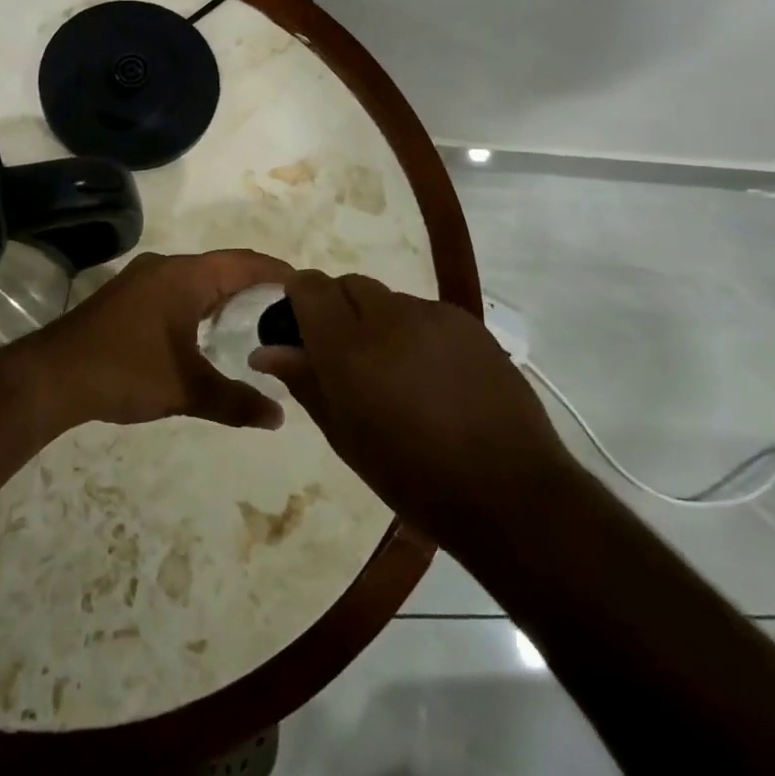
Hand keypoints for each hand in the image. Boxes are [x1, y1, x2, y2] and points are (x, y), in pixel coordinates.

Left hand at [21, 250, 295, 432]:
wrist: (51, 377)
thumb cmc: (125, 371)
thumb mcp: (186, 389)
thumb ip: (236, 401)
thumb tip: (278, 417)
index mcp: (184, 276)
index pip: (244, 263)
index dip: (279, 273)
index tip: (309, 289)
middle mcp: (165, 267)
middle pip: (223, 268)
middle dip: (256, 286)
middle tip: (290, 311)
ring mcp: (142, 281)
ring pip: (198, 280)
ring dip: (227, 297)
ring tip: (258, 322)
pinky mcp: (127, 298)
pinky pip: (177, 291)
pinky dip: (202, 305)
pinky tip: (210, 333)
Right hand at [249, 271, 571, 537]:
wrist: (508, 490)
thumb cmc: (412, 476)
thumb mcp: (345, 435)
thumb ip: (305, 381)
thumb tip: (266, 351)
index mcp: (349, 348)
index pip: (310, 287)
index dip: (298, 297)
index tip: (298, 326)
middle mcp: (389, 317)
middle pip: (349, 284)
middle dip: (337, 307)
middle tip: (345, 355)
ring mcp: (434, 315)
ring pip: (388, 299)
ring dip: (377, 321)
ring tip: (394, 371)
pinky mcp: (468, 322)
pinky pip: (424, 312)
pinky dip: (413, 330)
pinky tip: (431, 374)